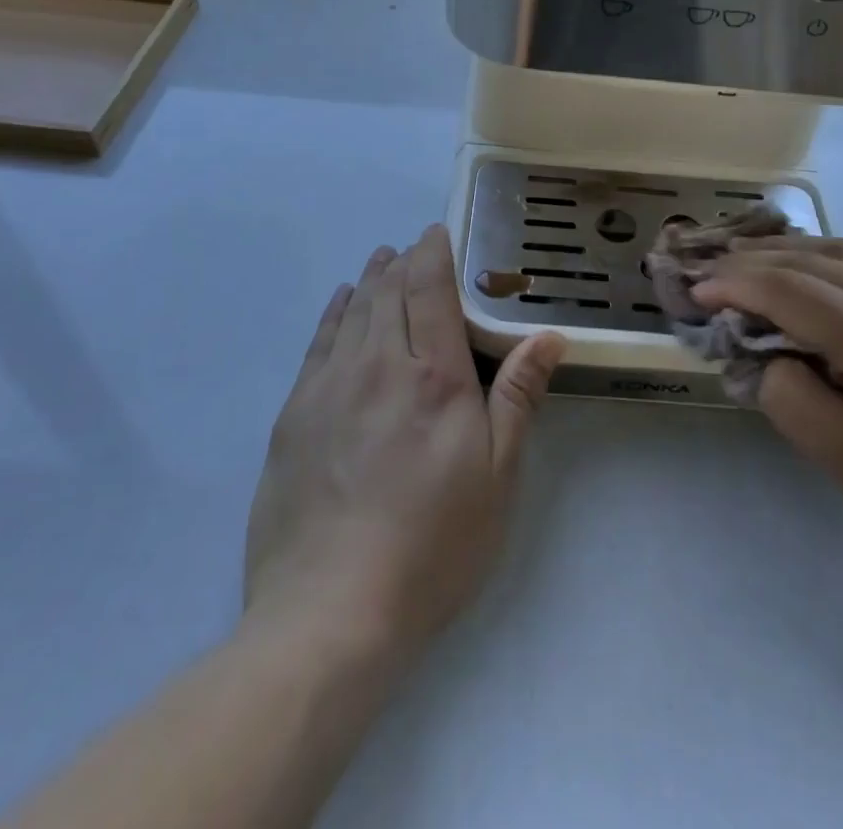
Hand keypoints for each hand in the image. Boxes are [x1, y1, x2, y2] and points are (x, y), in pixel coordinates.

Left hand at [244, 225, 563, 655]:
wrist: (329, 610)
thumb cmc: (432, 544)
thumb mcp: (497, 476)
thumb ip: (518, 396)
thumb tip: (547, 336)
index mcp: (434, 376)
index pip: (430, 289)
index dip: (433, 252)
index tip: (438, 232)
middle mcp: (379, 365)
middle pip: (389, 291)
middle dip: (403, 261)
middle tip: (414, 247)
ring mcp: (330, 386)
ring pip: (353, 311)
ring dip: (371, 279)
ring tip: (382, 261)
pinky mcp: (295, 413)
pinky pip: (318, 342)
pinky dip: (335, 313)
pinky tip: (343, 304)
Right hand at [693, 236, 842, 596]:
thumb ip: (792, 400)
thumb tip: (773, 358)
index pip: (790, 289)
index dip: (735, 285)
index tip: (696, 292)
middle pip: (815, 259)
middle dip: (755, 260)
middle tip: (712, 270)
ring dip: (792, 253)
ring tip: (751, 263)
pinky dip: (829, 263)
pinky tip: (813, 281)